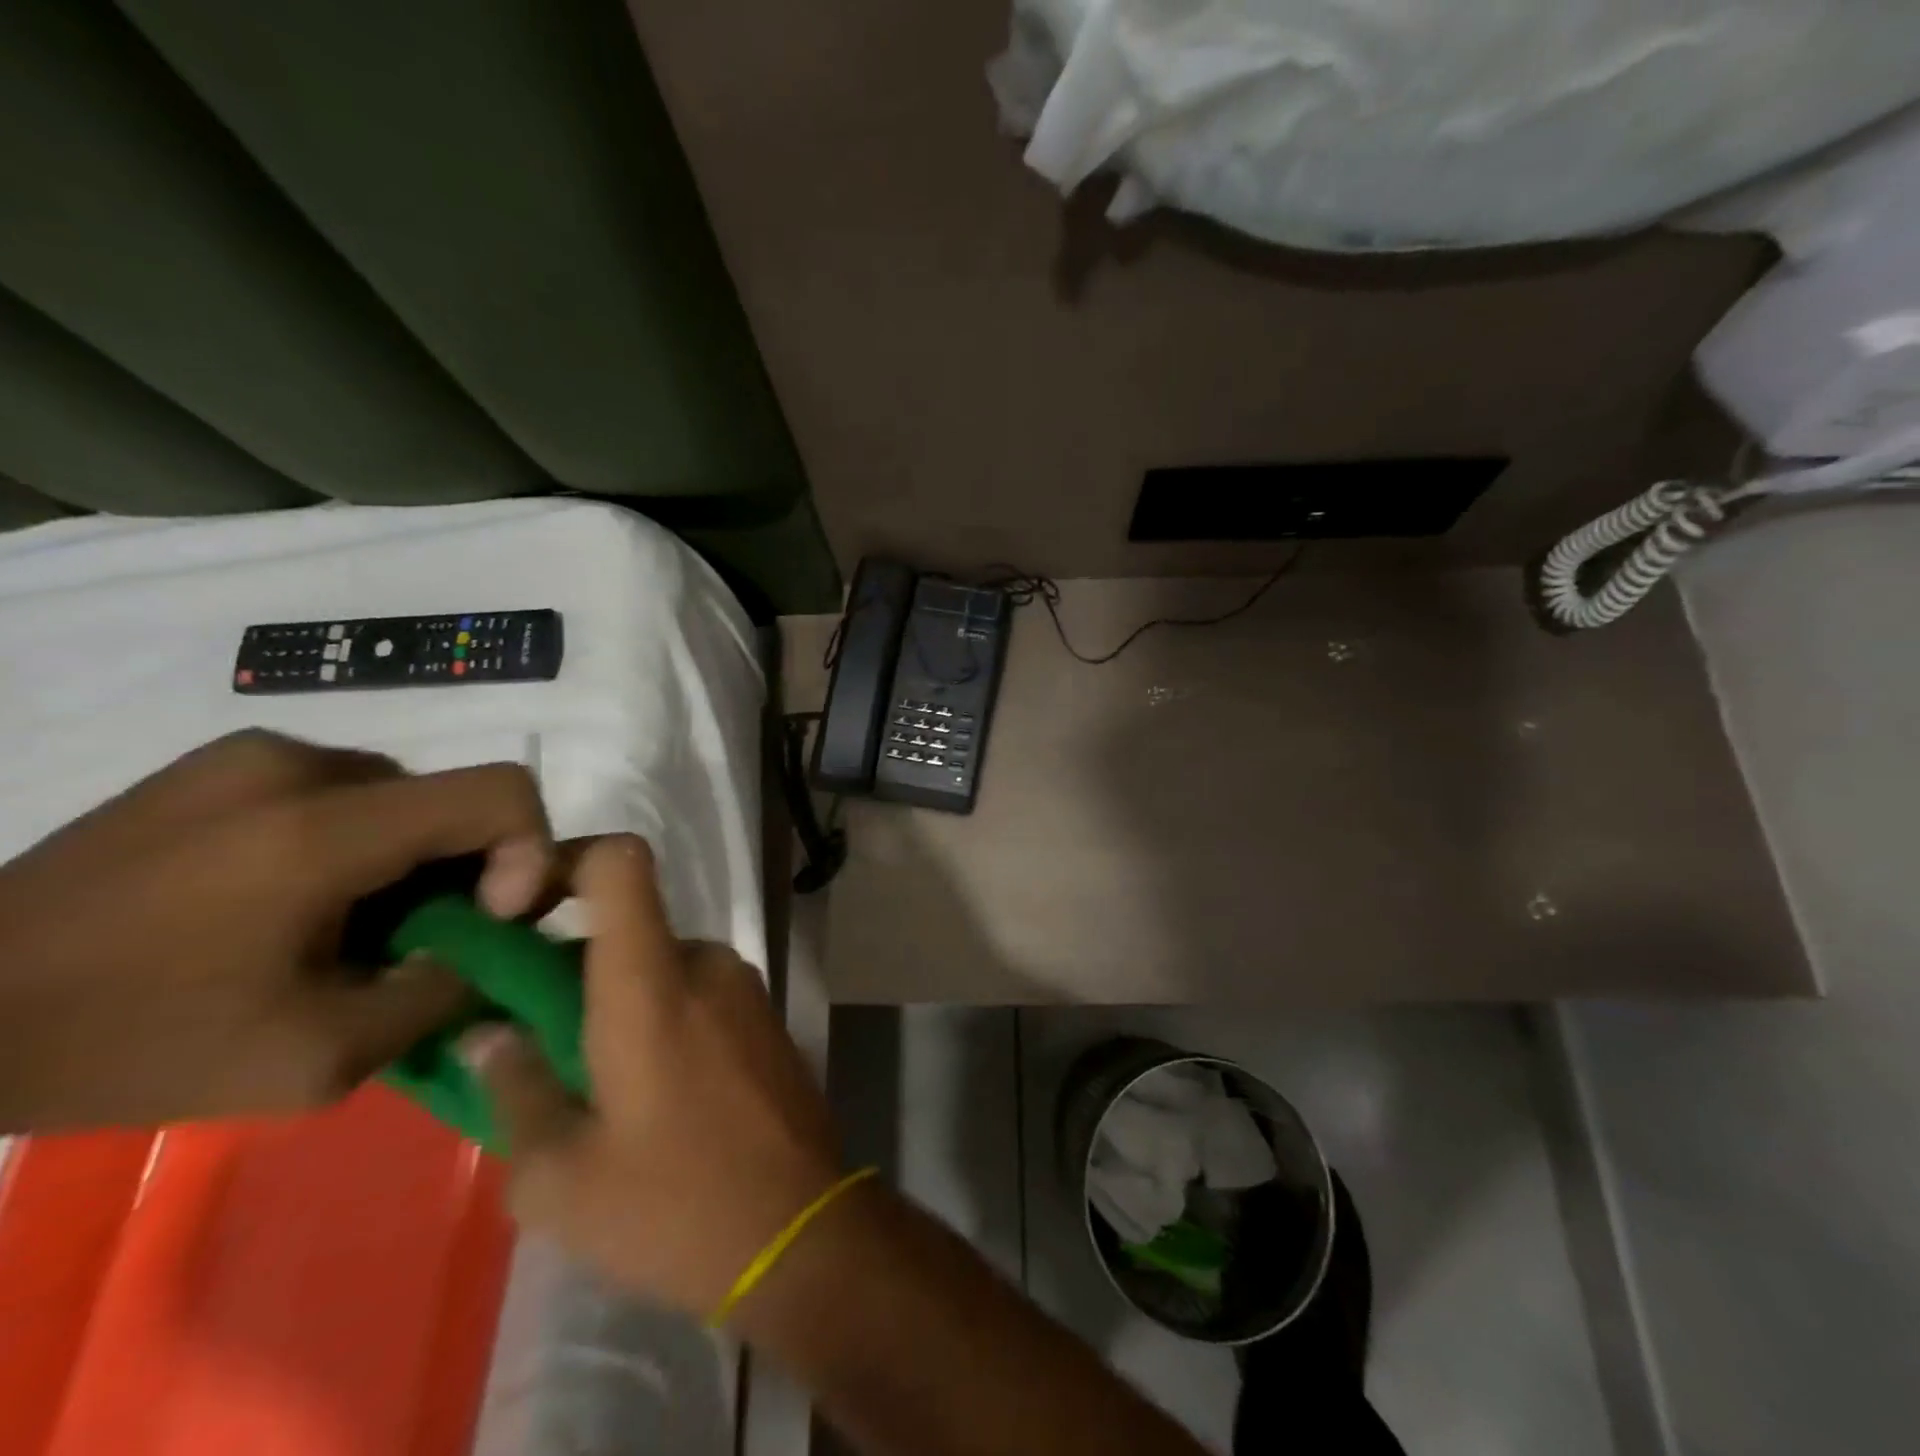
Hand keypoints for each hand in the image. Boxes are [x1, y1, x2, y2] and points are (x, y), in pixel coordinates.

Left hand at [0, 729, 560, 1132]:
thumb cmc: (128, 1044)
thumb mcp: (314, 1059)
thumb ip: (438, 994)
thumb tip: (494, 947)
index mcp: (323, 828)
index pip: (501, 791)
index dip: (527, 850)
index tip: (486, 917)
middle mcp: (300, 764)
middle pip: (453, 798)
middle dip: (464, 868)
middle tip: (412, 940)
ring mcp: (254, 754)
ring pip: (401, 794)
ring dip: (408, 856)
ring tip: (345, 925)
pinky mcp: (220, 760)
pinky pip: (343, 789)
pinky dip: (357, 840)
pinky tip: (292, 899)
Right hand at [462, 835, 841, 1318]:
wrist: (802, 1231)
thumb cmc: (674, 1204)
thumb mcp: (560, 1177)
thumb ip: (513, 1089)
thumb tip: (488, 1034)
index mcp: (652, 981)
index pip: (622, 862)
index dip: (568, 860)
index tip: (519, 908)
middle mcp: (705, 963)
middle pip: (628, 928)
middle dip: (573, 969)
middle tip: (530, 1040)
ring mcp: (745, 987)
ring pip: (660, 967)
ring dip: (617, 1004)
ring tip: (589, 1085)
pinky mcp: (765, 1017)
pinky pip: (696, 993)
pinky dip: (660, 1018)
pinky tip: (648, 1094)